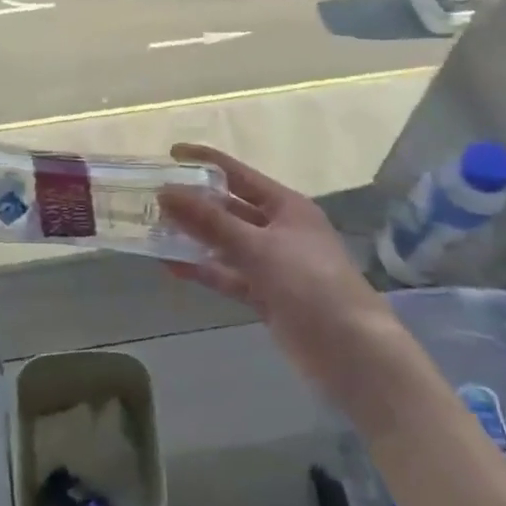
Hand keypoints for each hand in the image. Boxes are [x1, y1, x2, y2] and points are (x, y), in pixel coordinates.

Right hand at [156, 144, 399, 403]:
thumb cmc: (310, 284)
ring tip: (155, 230)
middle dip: (195, 203)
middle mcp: (279, 229)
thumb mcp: (258, 246)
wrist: (351, 352)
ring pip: (226, 244)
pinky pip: (228, 275)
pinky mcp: (266, 295)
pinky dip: (204, 270)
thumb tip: (166, 191)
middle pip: (230, 209)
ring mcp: (273, 264)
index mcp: (286, 206)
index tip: (171, 153)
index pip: (238, 174)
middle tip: (154, 197)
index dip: (206, 161)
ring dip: (195, 238)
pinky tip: (172, 266)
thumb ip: (210, 221)